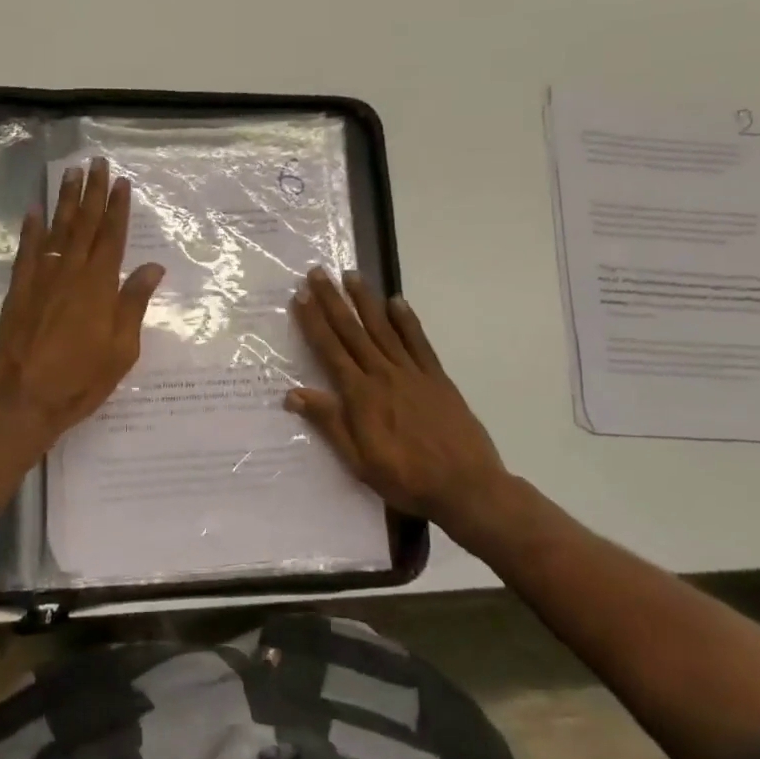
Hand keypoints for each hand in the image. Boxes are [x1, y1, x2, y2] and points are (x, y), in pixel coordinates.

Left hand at [0, 157, 165, 447]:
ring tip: (71, 174)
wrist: (22, 401)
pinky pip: (26, 251)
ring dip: (65, 201)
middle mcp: (70, 273)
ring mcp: (40, 279)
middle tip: (96, 163)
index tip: (121, 182)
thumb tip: (152, 267)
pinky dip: (30, 229)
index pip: (112, 237)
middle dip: (92, 192)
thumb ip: (133, 304)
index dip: (118, 208)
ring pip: (56, 230)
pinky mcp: (18, 291)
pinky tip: (34, 210)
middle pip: (84, 225)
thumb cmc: (80, 381)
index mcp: (99, 286)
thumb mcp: (121, 350)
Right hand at [285, 267, 517, 532]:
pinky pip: (418, 342)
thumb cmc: (406, 478)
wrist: (465, 485)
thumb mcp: (358, 460)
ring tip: (352, 275)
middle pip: (353, 331)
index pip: (330, 350)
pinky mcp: (436, 377)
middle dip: (333, 301)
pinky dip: (406, 320)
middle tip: (318, 272)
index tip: (301, 296)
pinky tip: (397, 301)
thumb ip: (329, 423)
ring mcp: (412, 373)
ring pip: (383, 328)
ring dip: (365, 300)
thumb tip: (293, 394)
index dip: (314, 322)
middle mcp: (383, 374)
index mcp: (361, 395)